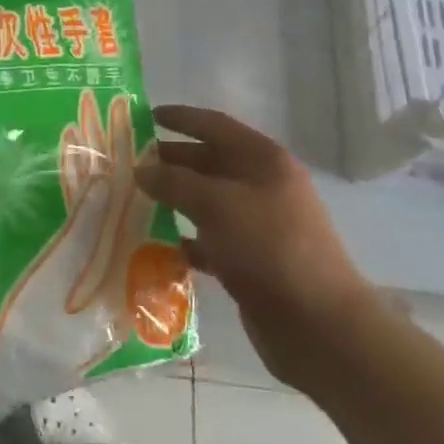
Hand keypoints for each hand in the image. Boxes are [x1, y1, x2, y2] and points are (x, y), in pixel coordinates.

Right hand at [135, 105, 373, 388]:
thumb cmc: (269, 249)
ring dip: (172, 199)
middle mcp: (262, 185)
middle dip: (169, 160)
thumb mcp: (218, 205)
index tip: (144, 116)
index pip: (215, 125)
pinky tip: (152, 243)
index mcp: (263, 160)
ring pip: (205, 202)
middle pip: (208, 162)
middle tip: (126, 163)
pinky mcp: (249, 260)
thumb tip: (141, 169)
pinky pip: (208, 240)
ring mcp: (258, 225)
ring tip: (132, 199)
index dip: (181, 118)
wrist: (317, 326)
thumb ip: (175, 182)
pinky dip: (183, 238)